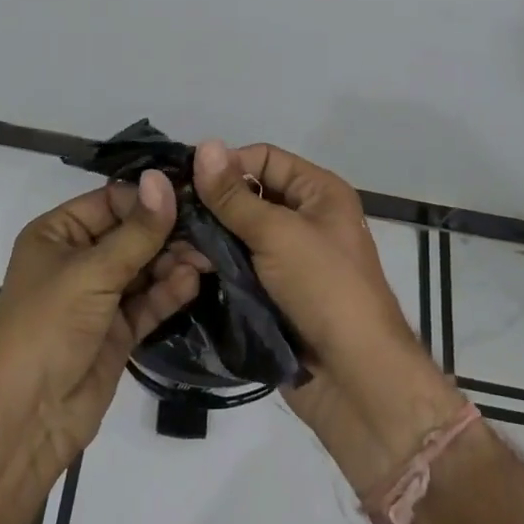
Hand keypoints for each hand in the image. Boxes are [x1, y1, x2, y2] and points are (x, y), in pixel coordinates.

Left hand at [0, 171, 198, 481]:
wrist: (26, 418)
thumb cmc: (48, 326)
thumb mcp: (92, 272)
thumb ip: (137, 232)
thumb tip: (165, 179)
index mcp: (57, 234)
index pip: (110, 202)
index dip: (148, 199)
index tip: (191, 195)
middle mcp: (77, 260)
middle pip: (131, 234)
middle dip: (167, 233)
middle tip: (209, 229)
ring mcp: (98, 297)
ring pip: (143, 268)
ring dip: (173, 262)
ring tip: (207, 258)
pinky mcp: (117, 331)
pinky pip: (148, 302)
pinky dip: (169, 292)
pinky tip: (193, 282)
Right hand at [192, 141, 466, 492]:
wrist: (355, 379)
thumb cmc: (324, 289)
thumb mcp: (278, 234)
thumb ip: (234, 195)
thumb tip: (204, 144)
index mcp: (318, 192)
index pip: (264, 158)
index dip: (227, 165)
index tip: (183, 180)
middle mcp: (304, 218)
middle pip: (248, 196)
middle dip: (210, 205)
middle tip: (168, 216)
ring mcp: (288, 258)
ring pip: (237, 234)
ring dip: (207, 239)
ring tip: (170, 248)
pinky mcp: (273, 292)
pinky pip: (238, 267)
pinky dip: (214, 266)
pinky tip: (184, 270)